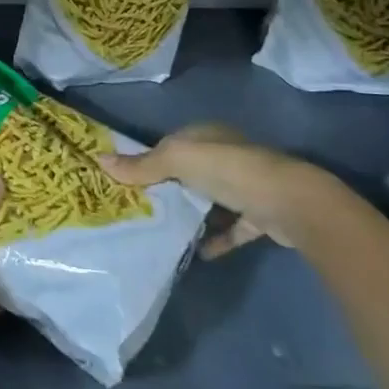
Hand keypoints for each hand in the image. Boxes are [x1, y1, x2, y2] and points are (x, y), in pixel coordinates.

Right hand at [97, 124, 354, 252]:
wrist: (289, 203)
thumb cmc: (228, 170)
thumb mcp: (177, 160)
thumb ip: (142, 165)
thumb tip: (99, 160)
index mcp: (208, 136)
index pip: (172, 145)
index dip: (150, 161)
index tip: (128, 182)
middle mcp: (228, 156)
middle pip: (191, 173)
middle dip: (169, 189)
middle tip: (141, 209)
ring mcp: (247, 186)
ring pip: (211, 200)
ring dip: (193, 215)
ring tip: (164, 231)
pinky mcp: (261, 216)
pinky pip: (232, 228)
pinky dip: (216, 238)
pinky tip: (197, 252)